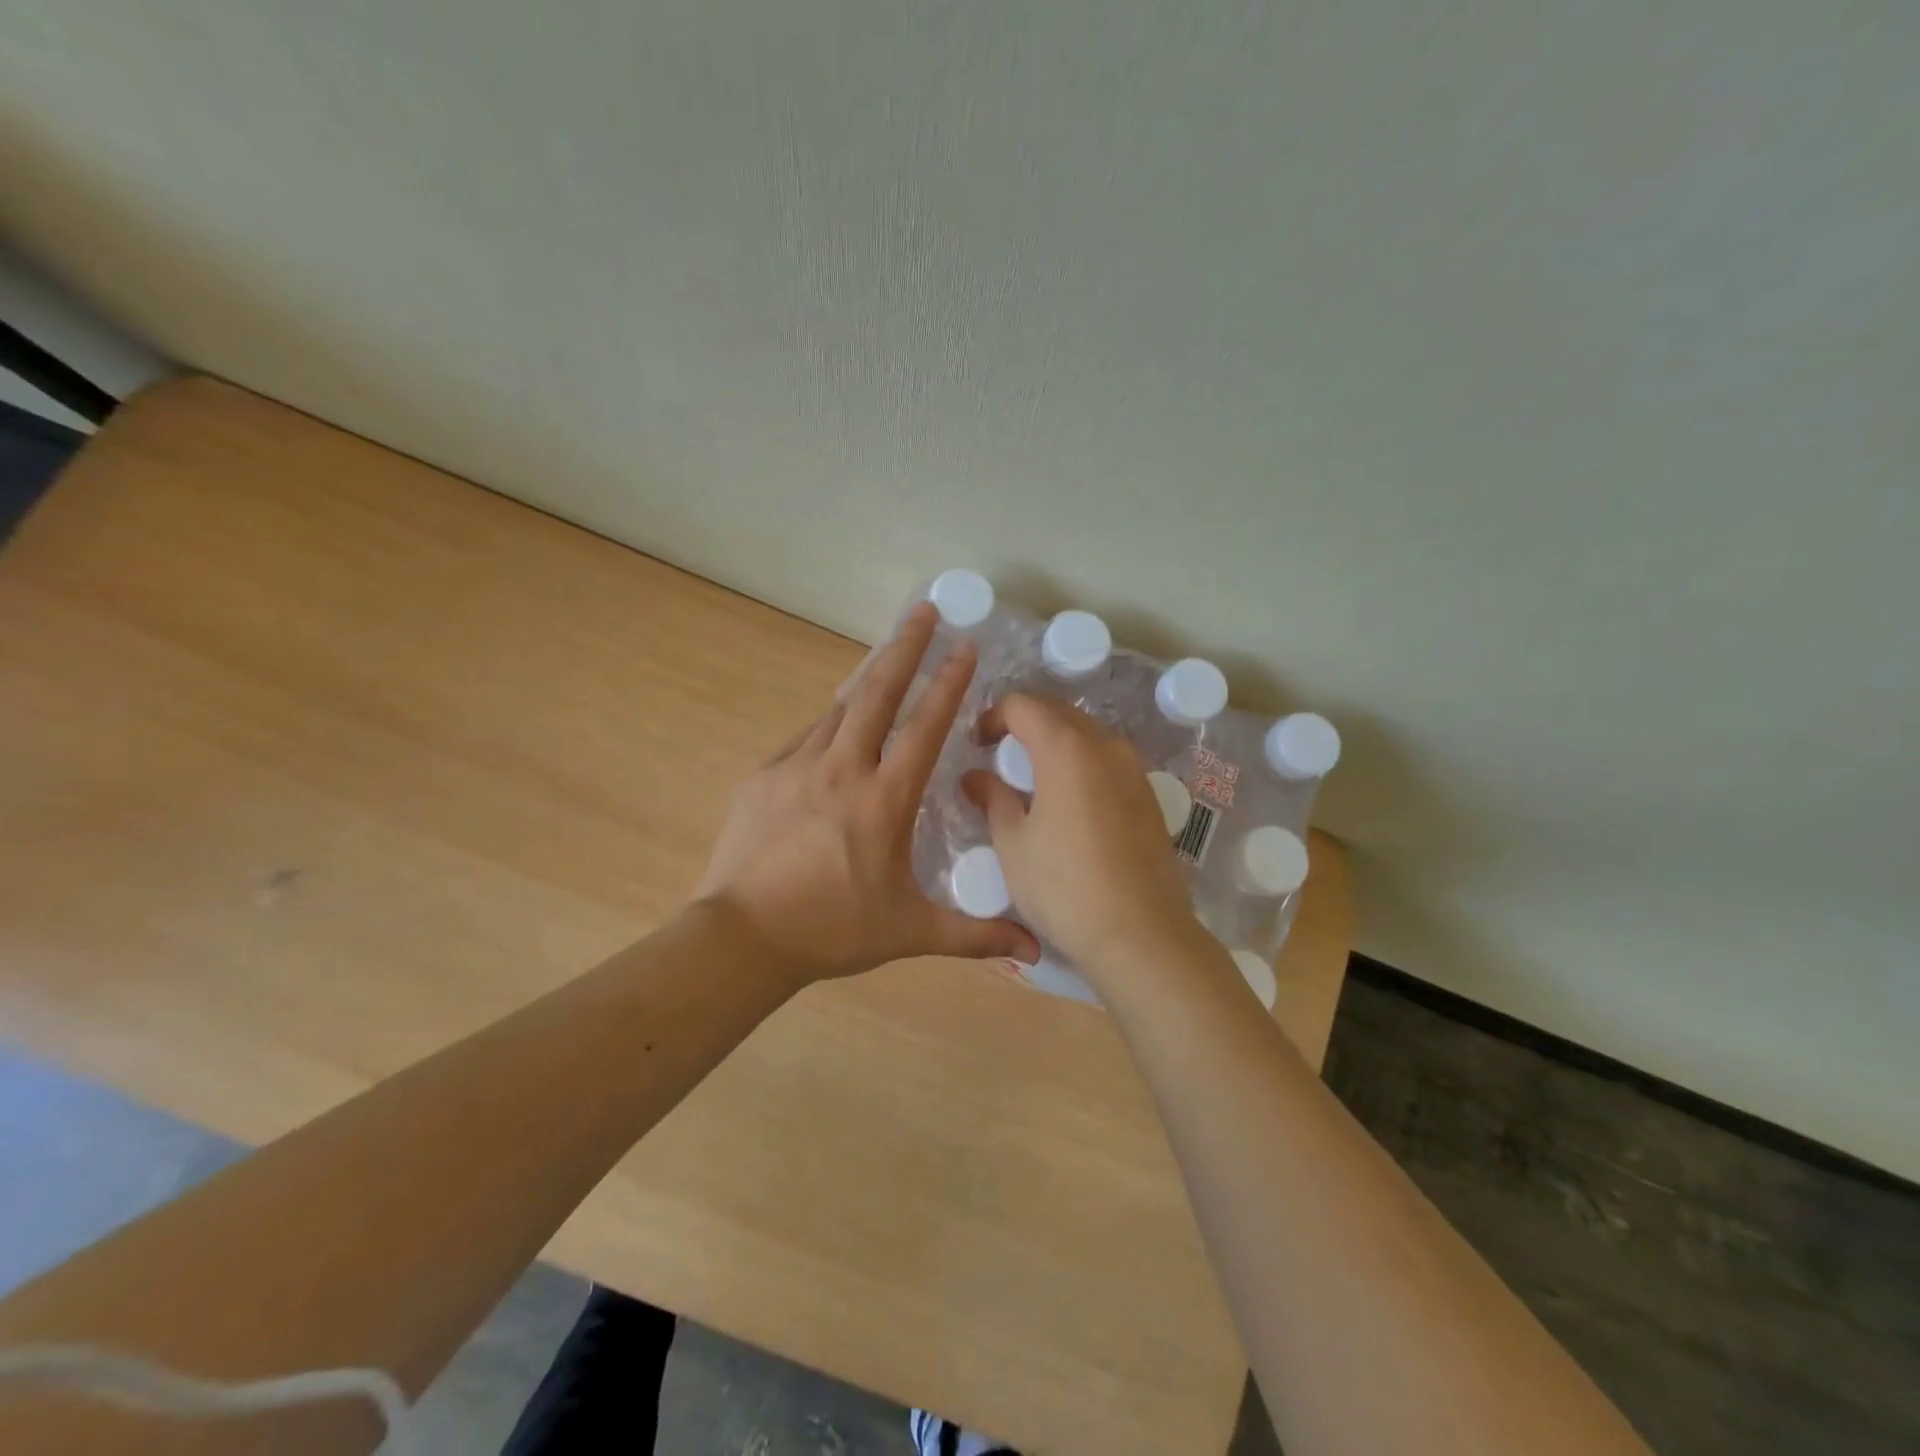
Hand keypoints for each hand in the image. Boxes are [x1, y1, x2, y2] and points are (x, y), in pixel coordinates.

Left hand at [696, 603, 1039, 985]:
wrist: (742, 937)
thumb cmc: (832, 930)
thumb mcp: (910, 932)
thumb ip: (974, 935)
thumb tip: (1034, 953)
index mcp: (885, 799)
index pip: (925, 727)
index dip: (949, 684)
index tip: (965, 647)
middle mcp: (844, 768)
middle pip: (877, 693)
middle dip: (906, 646)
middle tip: (923, 610)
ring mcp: (798, 767)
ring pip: (839, 707)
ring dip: (867, 676)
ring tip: (886, 651)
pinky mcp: (764, 776)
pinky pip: (805, 736)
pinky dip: (828, 721)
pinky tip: (836, 720)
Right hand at [963, 696, 1203, 981]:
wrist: (1141, 934)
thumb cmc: (1064, 887)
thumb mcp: (1013, 845)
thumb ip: (994, 799)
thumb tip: (976, 778)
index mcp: (1066, 749)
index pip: (1023, 705)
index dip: (993, 716)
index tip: (978, 744)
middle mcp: (1105, 746)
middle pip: (1058, 712)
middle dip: (1024, 723)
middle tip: (999, 753)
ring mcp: (1134, 769)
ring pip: (1087, 734)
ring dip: (1056, 741)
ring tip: (1032, 776)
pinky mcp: (1149, 795)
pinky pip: (1108, 759)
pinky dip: (1081, 762)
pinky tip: (1069, 799)